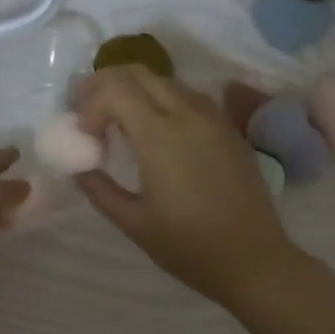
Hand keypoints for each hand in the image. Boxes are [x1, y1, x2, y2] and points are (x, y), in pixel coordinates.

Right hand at [74, 66, 306, 308]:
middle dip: (108, 86)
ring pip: (167, 81)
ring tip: (121, 122)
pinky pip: (190, 97)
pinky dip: (164, 101)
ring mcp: (214, 119)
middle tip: (92, 115)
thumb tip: (80, 169)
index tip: (86, 137)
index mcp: (160, 136)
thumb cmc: (189, 246)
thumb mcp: (134, 224)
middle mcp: (188, 115)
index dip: (91, 105)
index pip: (115, 90)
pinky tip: (158, 132)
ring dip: (137, 91)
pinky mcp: (230, 130)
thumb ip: (100, 190)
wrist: (254, 260)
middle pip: (139, 73)